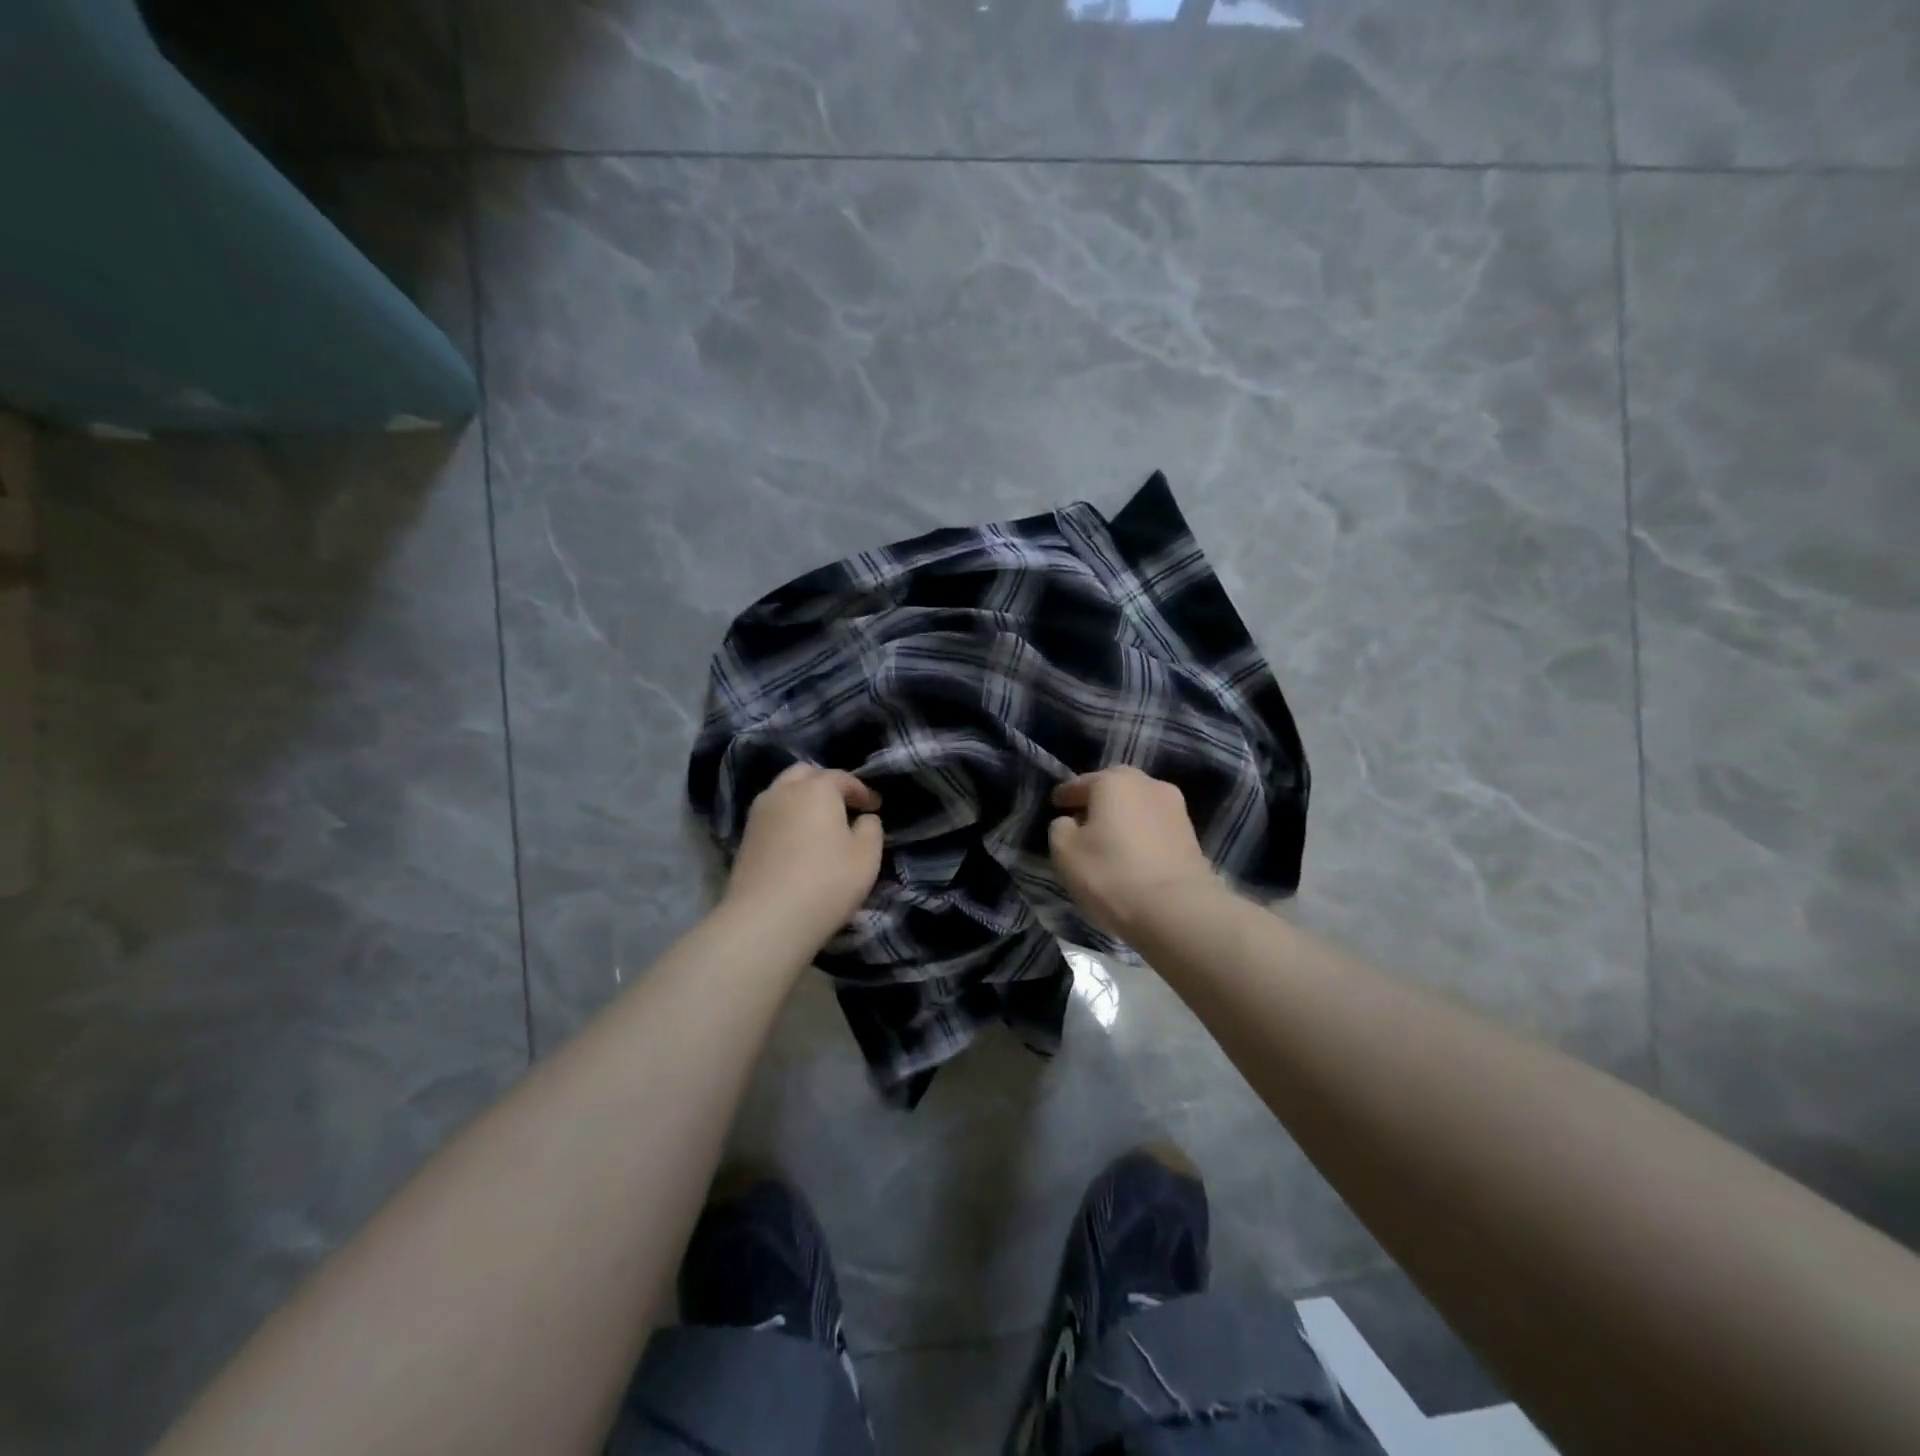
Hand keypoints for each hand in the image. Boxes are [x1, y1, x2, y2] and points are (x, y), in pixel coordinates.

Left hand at [723, 763, 883, 944]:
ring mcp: (759, 813)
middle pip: (806, 774)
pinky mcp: (745, 836)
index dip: (862, 790)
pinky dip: (787, 817)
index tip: (875, 807)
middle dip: (827, 784)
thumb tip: (864, 818)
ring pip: (783, 792)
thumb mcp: (867, 856)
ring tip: (820, 822)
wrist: (766, 919)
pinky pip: (772, 814)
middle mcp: (783, 791)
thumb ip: (871, 828)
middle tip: (844, 806)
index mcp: (816, 788)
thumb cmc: (826, 882)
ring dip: (803, 799)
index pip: (842, 778)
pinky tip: (798, 840)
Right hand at [1048, 767, 1216, 940]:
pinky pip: (1154, 826)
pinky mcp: (1191, 834)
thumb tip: (1070, 822)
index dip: (1064, 795)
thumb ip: (1059, 828)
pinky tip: (1132, 852)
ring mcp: (1175, 807)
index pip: (1079, 784)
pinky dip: (1140, 833)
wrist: (1178, 909)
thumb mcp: (1065, 852)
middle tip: (1081, 820)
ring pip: (1137, 806)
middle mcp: (1147, 784)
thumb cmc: (1112, 873)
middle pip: (1114, 789)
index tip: (1055, 805)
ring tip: (1107, 839)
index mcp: (1113, 781)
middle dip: (1097, 802)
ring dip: (1122, 817)